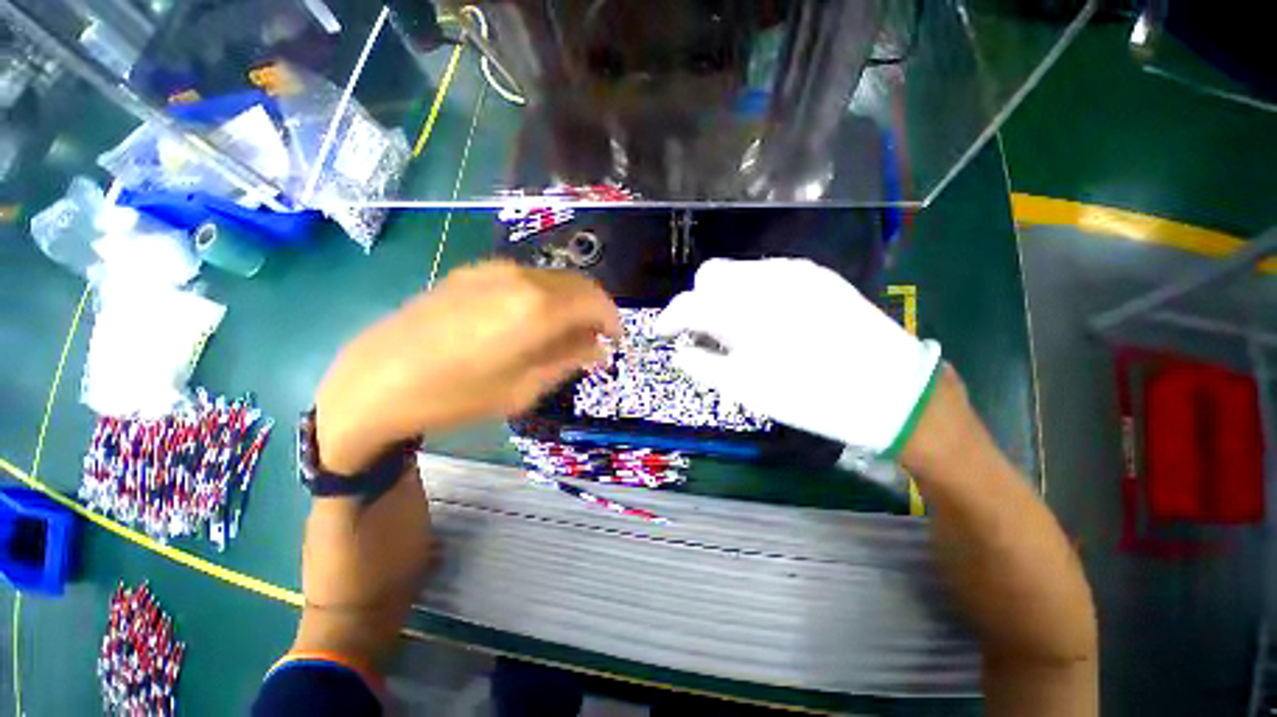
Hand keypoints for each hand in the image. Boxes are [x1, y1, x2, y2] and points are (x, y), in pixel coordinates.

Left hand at [314, 260, 619, 473]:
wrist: (375, 379)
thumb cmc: (456, 394)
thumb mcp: (523, 388)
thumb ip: (568, 360)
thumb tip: (598, 348)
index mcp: (538, 308)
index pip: (596, 301)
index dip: (613, 319)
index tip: (615, 340)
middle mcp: (520, 278)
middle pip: (577, 284)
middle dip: (594, 310)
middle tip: (592, 341)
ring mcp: (493, 270)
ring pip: (552, 279)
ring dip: (569, 303)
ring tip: (562, 334)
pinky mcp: (471, 273)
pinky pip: (525, 279)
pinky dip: (542, 296)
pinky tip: (528, 322)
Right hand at [655, 258, 940, 456]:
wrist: (892, 390)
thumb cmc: (810, 396)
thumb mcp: (746, 388)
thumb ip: (703, 364)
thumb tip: (681, 350)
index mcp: (741, 310)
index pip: (688, 303)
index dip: (669, 318)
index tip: (663, 333)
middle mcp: (763, 279)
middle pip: (710, 275)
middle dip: (699, 301)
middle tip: (705, 332)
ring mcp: (793, 271)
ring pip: (739, 271)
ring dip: (726, 295)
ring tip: (739, 328)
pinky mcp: (816, 275)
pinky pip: (769, 274)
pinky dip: (754, 293)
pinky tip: (768, 319)